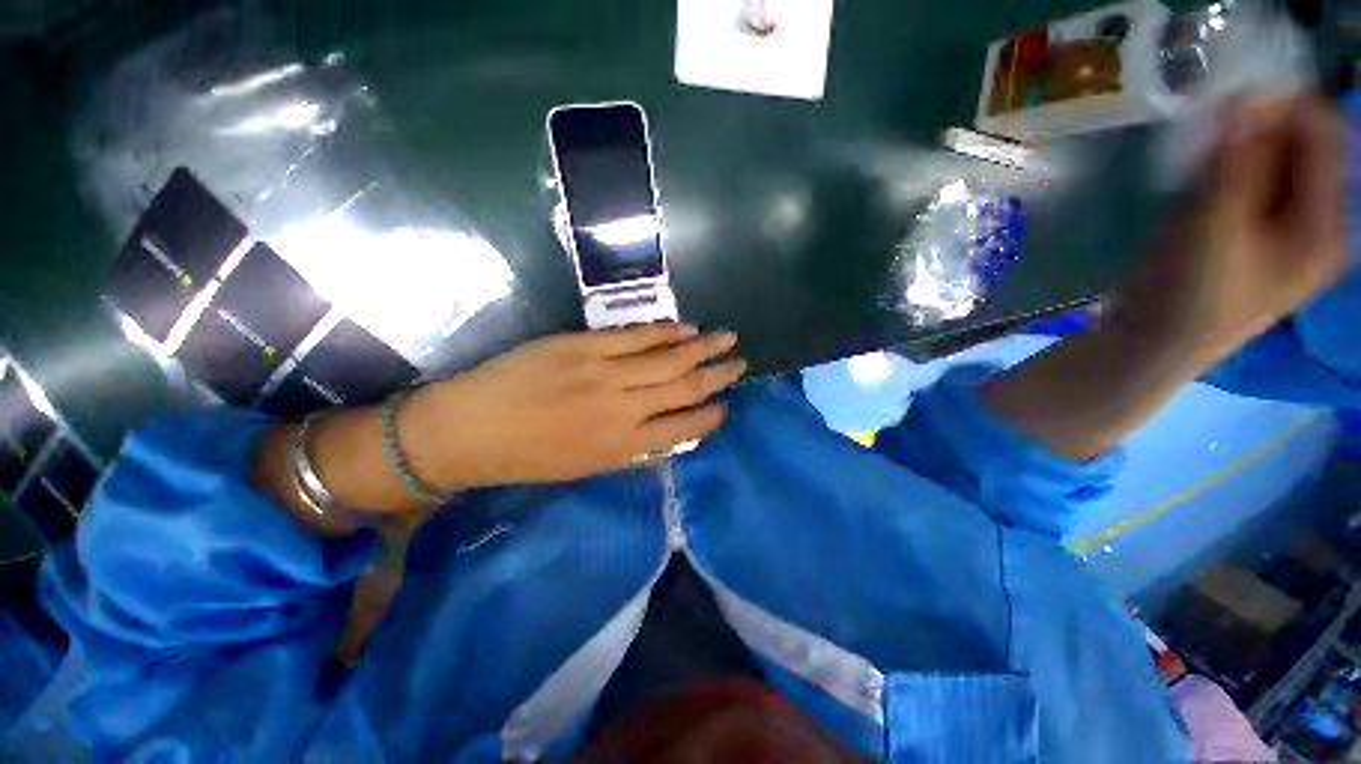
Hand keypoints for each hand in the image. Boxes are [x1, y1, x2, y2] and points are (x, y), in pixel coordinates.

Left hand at [398, 324, 746, 488]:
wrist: (469, 429)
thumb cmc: (527, 457)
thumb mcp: (585, 468)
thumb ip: (630, 450)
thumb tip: (666, 435)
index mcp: (622, 446)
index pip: (683, 429)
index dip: (710, 416)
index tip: (725, 406)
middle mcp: (623, 408)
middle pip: (684, 386)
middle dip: (718, 375)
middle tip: (740, 363)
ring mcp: (605, 372)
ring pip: (667, 358)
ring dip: (702, 348)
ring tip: (727, 339)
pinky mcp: (584, 345)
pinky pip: (635, 336)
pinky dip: (664, 332)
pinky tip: (685, 328)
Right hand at [1111, 96, 1346, 361]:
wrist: (1146, 346)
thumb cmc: (1188, 295)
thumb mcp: (1215, 224)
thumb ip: (1238, 159)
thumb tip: (1248, 94)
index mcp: (1323, 225)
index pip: (1321, 134)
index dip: (1282, 106)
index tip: (1230, 101)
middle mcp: (1310, 222)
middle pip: (1296, 147)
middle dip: (1254, 131)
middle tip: (1206, 138)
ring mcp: (1276, 230)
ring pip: (1266, 164)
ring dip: (1233, 152)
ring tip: (1195, 168)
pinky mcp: (1244, 235)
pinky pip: (1243, 184)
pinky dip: (1220, 172)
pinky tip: (1194, 186)